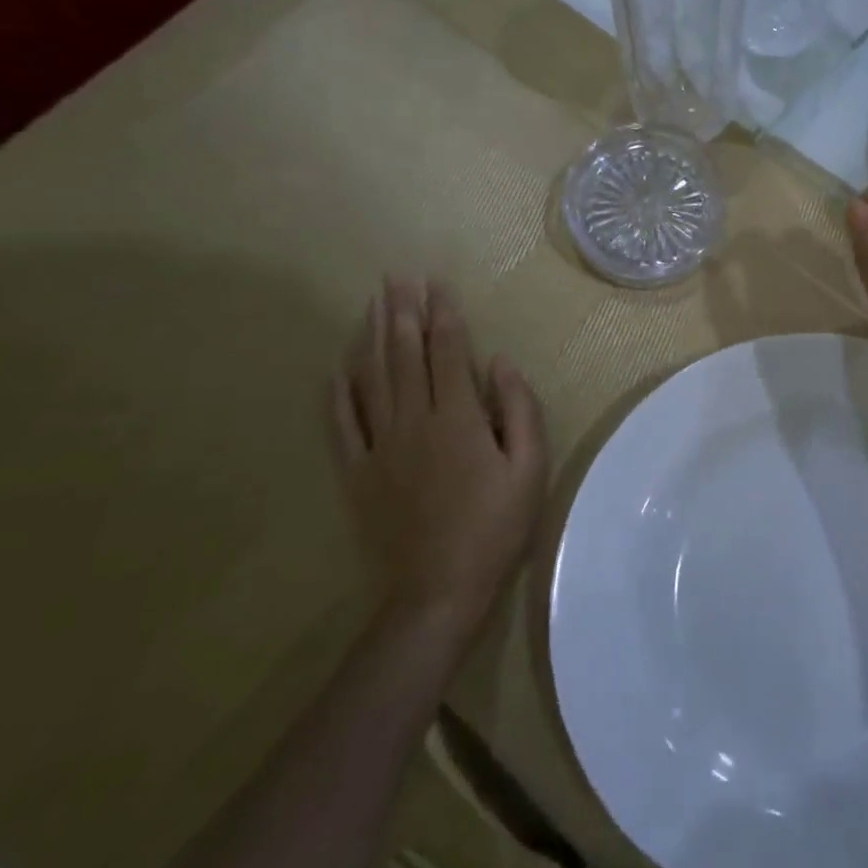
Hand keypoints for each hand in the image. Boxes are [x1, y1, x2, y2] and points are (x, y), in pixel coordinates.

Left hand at [329, 278, 546, 649]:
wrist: (435, 590)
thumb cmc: (494, 527)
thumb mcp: (530, 468)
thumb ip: (519, 410)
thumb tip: (501, 363)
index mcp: (458, 418)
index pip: (449, 352)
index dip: (444, 314)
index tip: (438, 284)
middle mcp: (415, 420)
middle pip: (406, 355)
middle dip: (403, 312)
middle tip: (397, 277)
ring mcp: (380, 446)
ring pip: (372, 379)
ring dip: (372, 337)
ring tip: (373, 304)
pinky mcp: (356, 472)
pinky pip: (342, 424)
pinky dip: (338, 392)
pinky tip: (337, 368)